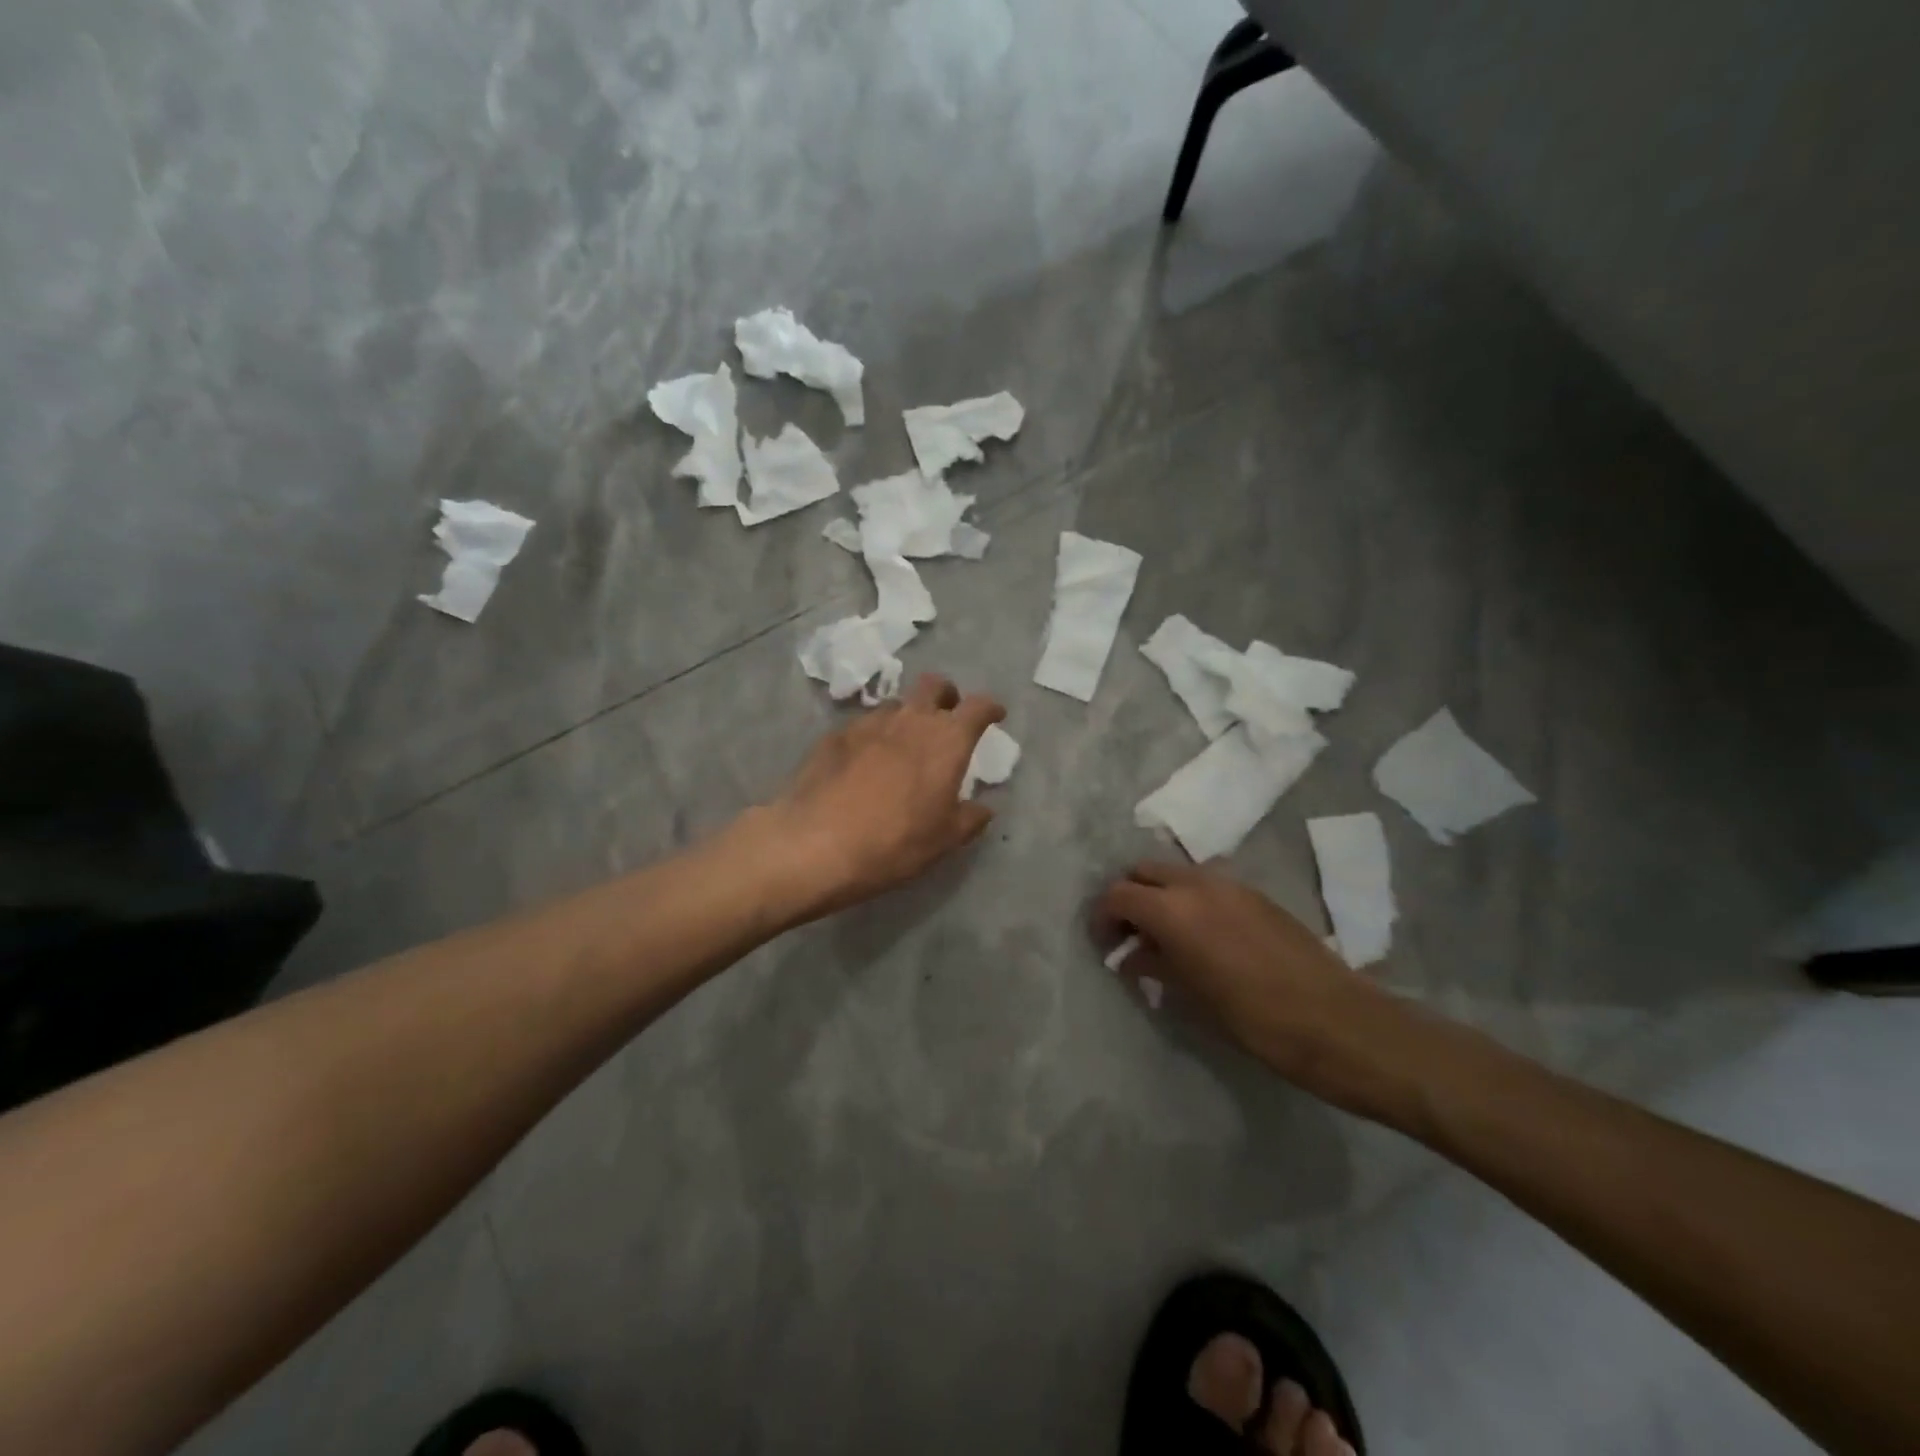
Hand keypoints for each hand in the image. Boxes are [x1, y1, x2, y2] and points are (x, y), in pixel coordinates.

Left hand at [759, 674, 1006, 919]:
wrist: (815, 844)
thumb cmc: (894, 843)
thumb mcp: (944, 840)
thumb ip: (970, 818)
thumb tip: (983, 807)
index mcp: (946, 740)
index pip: (978, 706)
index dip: (990, 708)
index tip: (995, 715)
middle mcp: (910, 720)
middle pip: (934, 685)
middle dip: (947, 695)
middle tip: (947, 717)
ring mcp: (869, 723)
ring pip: (897, 704)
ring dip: (908, 716)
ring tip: (904, 744)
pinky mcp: (835, 735)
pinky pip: (864, 725)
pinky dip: (874, 736)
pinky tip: (865, 763)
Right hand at [1096, 862, 1416, 1117]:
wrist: (1337, 1022)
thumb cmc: (1254, 1020)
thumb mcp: (1192, 998)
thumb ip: (1155, 966)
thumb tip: (1133, 955)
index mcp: (1174, 909)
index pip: (1118, 894)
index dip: (1103, 917)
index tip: (1105, 944)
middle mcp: (1198, 884)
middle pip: (1144, 870)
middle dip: (1129, 896)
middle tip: (1130, 934)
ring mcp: (1232, 885)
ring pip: (1177, 873)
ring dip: (1161, 895)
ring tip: (1165, 936)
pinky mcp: (1258, 896)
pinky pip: (1208, 885)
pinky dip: (1191, 899)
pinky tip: (1203, 937)